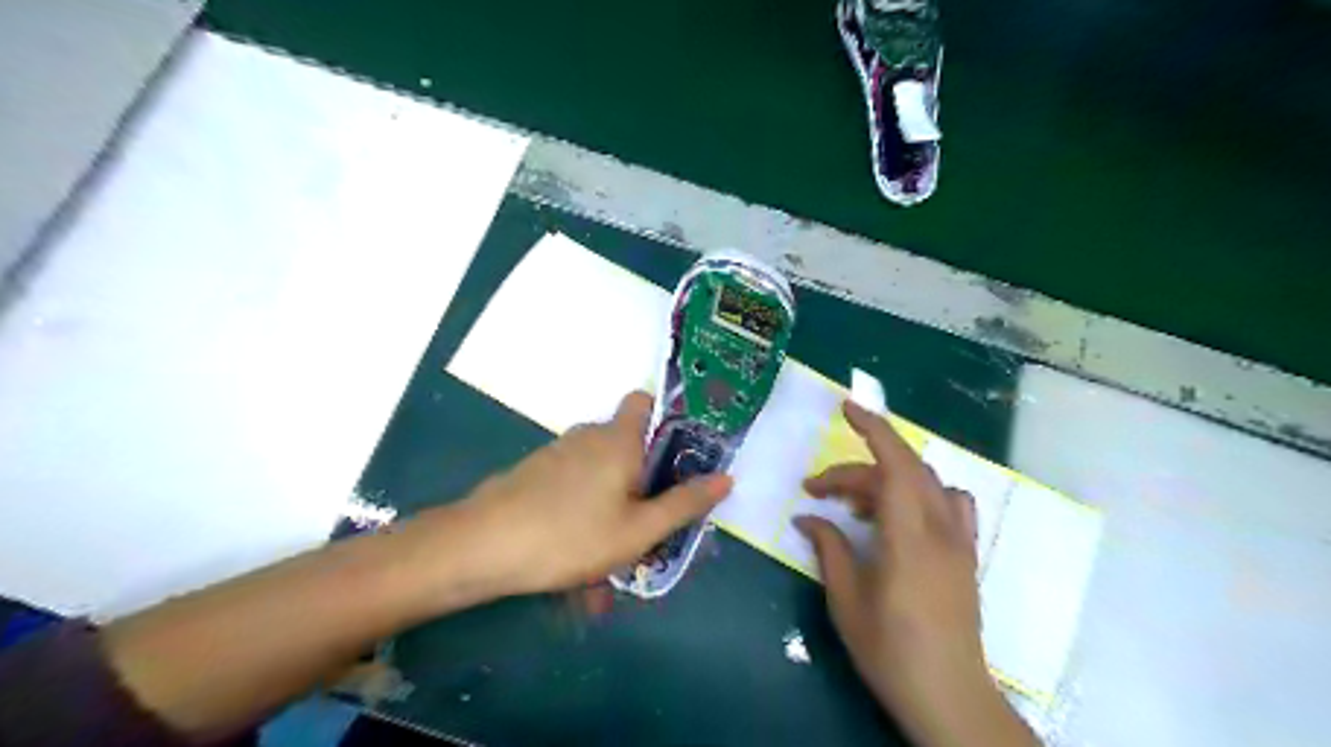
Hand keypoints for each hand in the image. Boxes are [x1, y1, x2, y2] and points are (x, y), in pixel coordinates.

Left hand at [438, 390, 731, 595]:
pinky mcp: (535, 472)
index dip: (664, 418)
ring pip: (599, 471)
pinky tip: (579, 554)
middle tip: (650, 523)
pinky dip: (585, 510)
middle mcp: (588, 435)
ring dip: (613, 503)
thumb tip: (726, 478)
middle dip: (642, 479)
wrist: (482, 546)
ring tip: (613, 554)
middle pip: (627, 443)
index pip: (643, 400)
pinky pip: (574, 485)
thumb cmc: (571, 535)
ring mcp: (557, 452)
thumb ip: (684, 504)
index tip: (677, 456)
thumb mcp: (639, 530)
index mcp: (619, 438)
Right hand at [794, 402, 1032, 746]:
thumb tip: (808, 517)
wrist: (949, 695)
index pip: (895, 465)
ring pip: (925, 482)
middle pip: (900, 471)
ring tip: (856, 506)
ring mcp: (959, 541)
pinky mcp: (966, 554)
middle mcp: (940, 530)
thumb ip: (829, 547)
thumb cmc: (890, 651)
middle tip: (818, 493)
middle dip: (854, 470)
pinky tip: (900, 516)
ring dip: (886, 479)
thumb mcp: (846, 600)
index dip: (873, 429)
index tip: (846, 408)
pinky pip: (949, 503)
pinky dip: (920, 492)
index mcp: (908, 539)